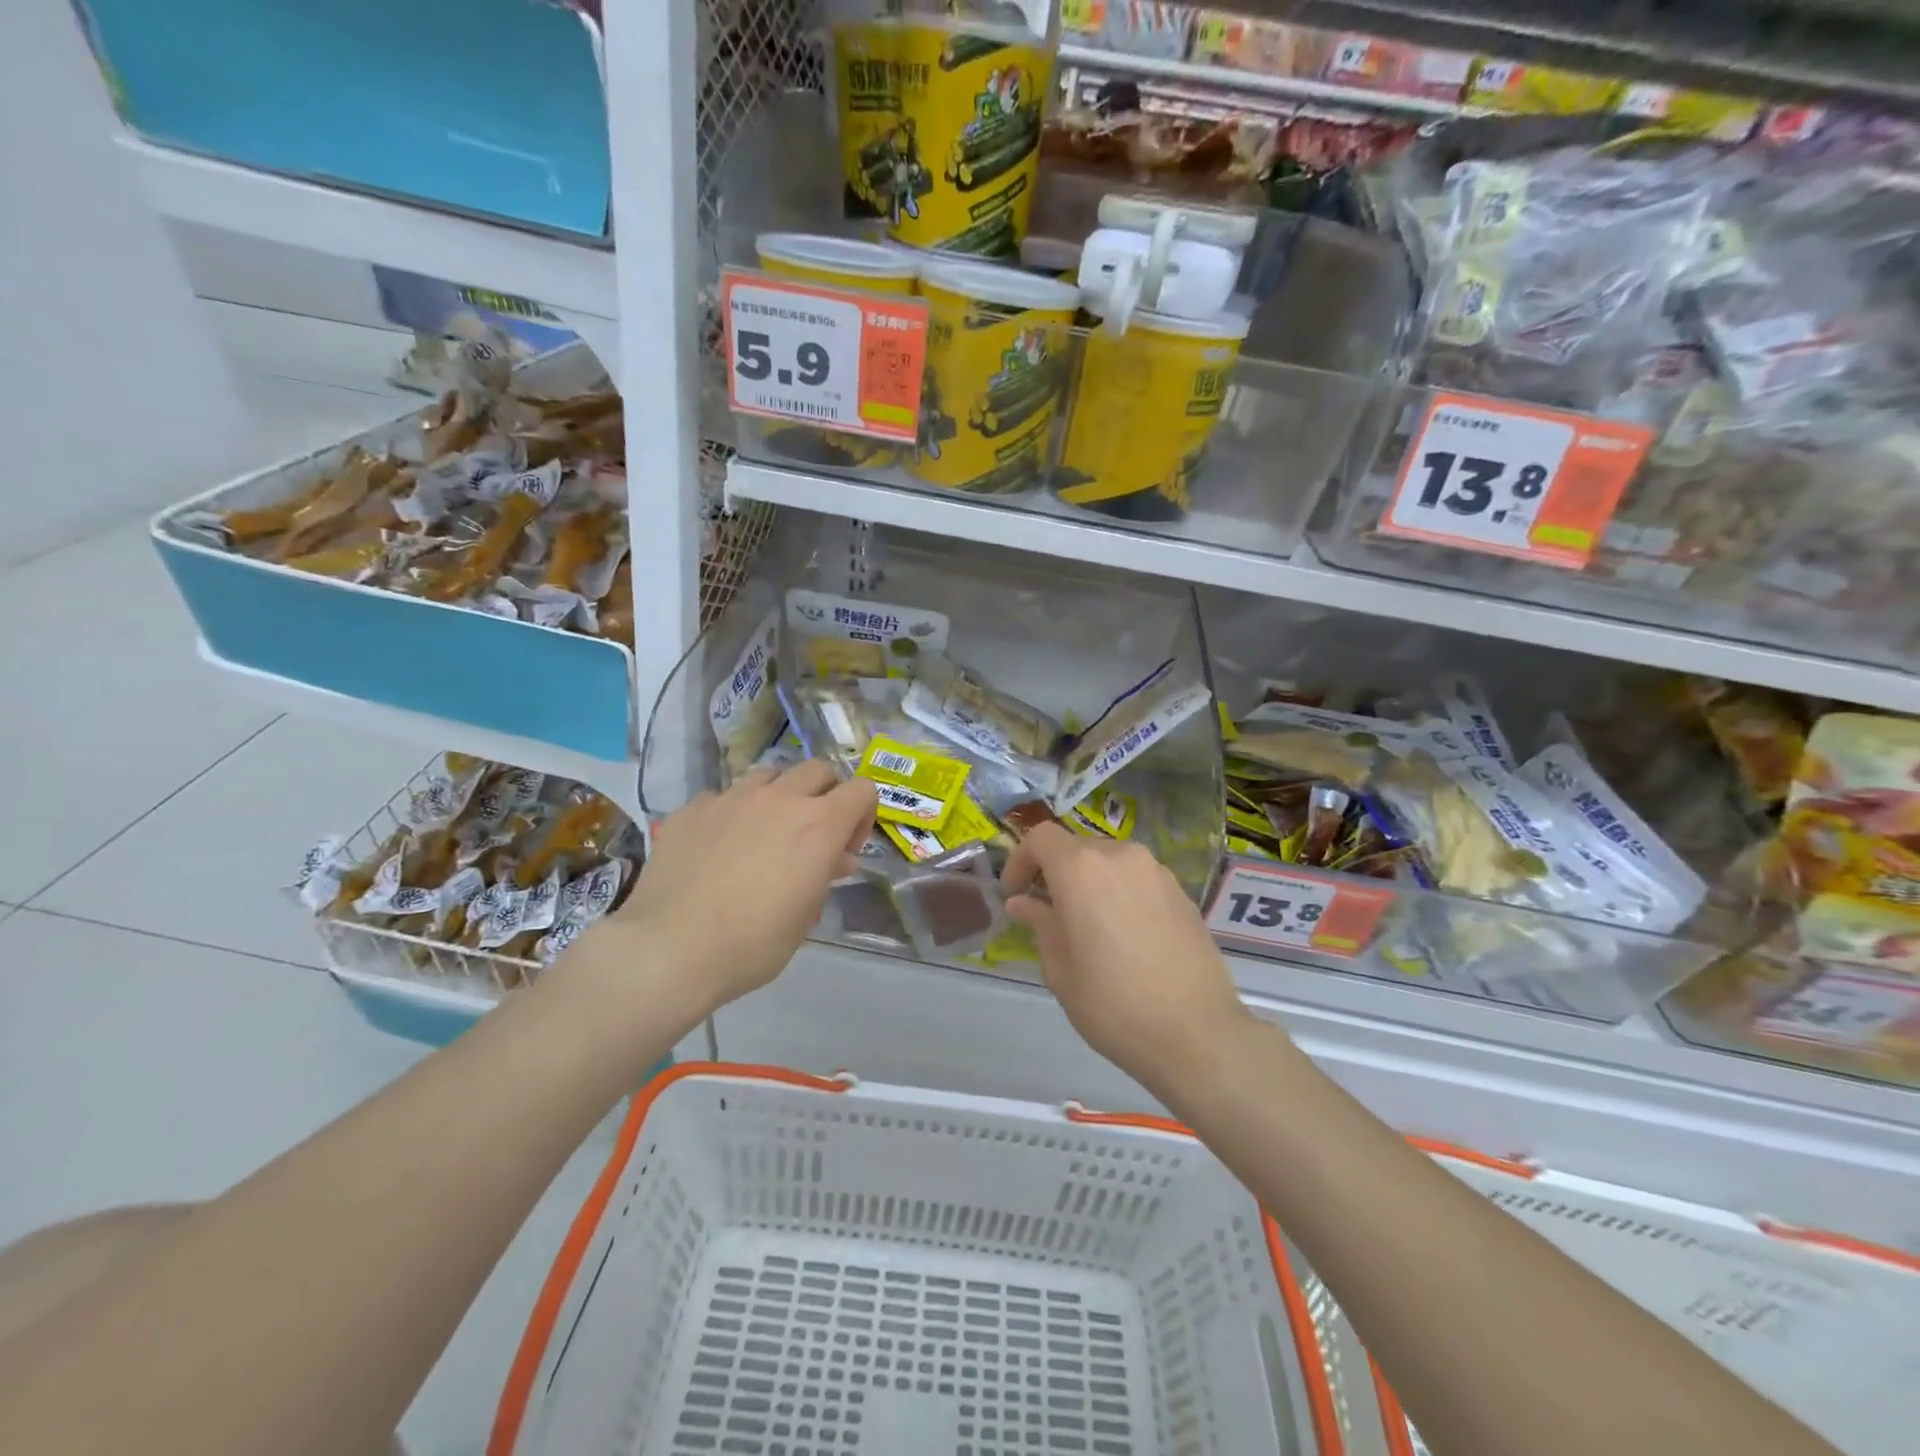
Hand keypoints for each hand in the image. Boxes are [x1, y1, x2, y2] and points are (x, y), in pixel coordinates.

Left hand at [583, 762, 875, 1019]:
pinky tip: (718, 848)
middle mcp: (780, 798)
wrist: (670, 949)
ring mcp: (732, 798)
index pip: (862, 789)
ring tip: (765, 833)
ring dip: (779, 795)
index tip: (846, 848)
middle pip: (817, 770)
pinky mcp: (693, 808)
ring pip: (769, 774)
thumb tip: (835, 858)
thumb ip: (824, 876)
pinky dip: (733, 814)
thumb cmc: (752, 943)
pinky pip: (724, 797)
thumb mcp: (804, 917)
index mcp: (819, 824)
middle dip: (825, 794)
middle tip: (812, 834)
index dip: (863, 814)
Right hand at [1002, 823, 1252, 1095]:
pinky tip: (1124, 936)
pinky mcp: (1181, 892)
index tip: (1015, 892)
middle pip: (1076, 848)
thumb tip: (1023, 903)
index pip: (1040, 837)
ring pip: (1110, 862)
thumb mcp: (1060, 969)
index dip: (1021, 859)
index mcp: (1081, 868)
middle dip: (1055, 873)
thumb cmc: (1113, 1003)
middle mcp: (1120, 856)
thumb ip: (1039, 924)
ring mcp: (1156, 871)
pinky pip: (1138, 879)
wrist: (1197, 1033)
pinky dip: (1120, 893)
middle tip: (1047, 912)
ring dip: (1090, 882)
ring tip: (1087, 926)